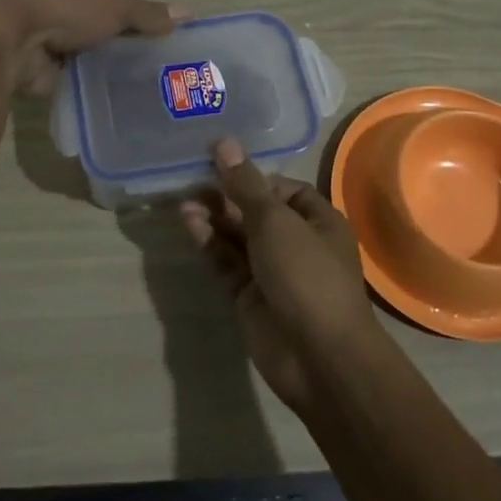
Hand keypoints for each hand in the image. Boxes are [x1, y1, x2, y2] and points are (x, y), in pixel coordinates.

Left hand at [0, 0, 179, 95]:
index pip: (116, 2)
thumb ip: (149, 13)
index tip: (165, 39)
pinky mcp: (44, 74)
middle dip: (125, 47)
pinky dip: (93, 90)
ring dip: (109, 70)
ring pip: (91, 58)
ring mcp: (52, 45)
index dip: (139, 17)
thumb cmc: (66, 10)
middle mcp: (65, 13)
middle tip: (162, 71)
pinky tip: (119, 104)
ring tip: (146, 92)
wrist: (11, 39)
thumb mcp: (116, 7)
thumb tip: (188, 13)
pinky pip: (77, 83)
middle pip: (103, 32)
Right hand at [180, 140, 380, 414]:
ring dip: (213, 219)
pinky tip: (189, 224)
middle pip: (256, 212)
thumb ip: (245, 185)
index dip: (252, 176)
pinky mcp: (250, 297)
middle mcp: (297, 243)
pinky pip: (227, 263)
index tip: (218, 164)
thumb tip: (224, 144)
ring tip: (183, 201)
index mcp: (318, 221)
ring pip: (238, 238)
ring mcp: (272, 272)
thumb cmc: (307, 275)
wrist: (318, 357)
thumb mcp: (275, 222)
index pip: (282, 189)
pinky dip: (210, 244)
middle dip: (226, 197)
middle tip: (191, 180)